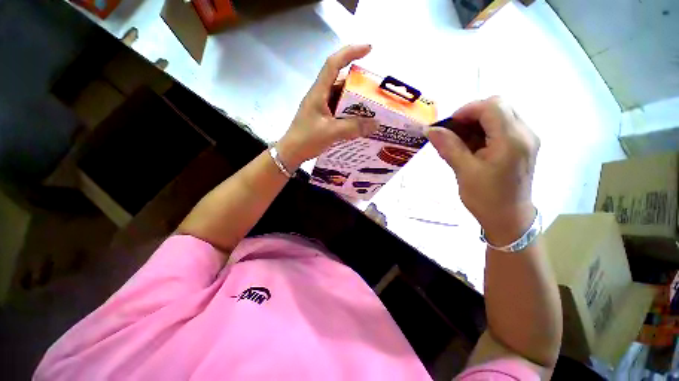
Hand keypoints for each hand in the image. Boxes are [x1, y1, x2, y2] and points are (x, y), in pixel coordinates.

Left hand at [276, 45, 378, 168]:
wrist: (291, 153)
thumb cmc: (307, 139)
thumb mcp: (331, 132)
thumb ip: (354, 127)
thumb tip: (376, 124)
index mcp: (318, 92)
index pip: (333, 64)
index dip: (350, 52)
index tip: (369, 49)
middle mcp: (320, 95)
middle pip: (340, 81)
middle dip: (358, 83)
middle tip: (374, 90)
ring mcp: (321, 107)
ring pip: (340, 97)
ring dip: (354, 101)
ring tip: (371, 107)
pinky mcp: (322, 118)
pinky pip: (339, 110)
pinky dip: (349, 113)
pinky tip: (358, 121)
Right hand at [426, 96, 539, 245]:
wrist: (509, 219)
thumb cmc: (486, 198)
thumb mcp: (464, 171)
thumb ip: (448, 146)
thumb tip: (430, 129)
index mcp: (512, 140)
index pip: (492, 106)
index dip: (467, 110)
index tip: (448, 127)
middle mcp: (525, 133)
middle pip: (499, 106)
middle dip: (472, 115)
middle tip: (454, 134)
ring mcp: (526, 139)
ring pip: (500, 115)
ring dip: (477, 123)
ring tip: (461, 143)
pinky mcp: (523, 145)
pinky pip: (503, 127)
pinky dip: (484, 131)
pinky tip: (473, 147)